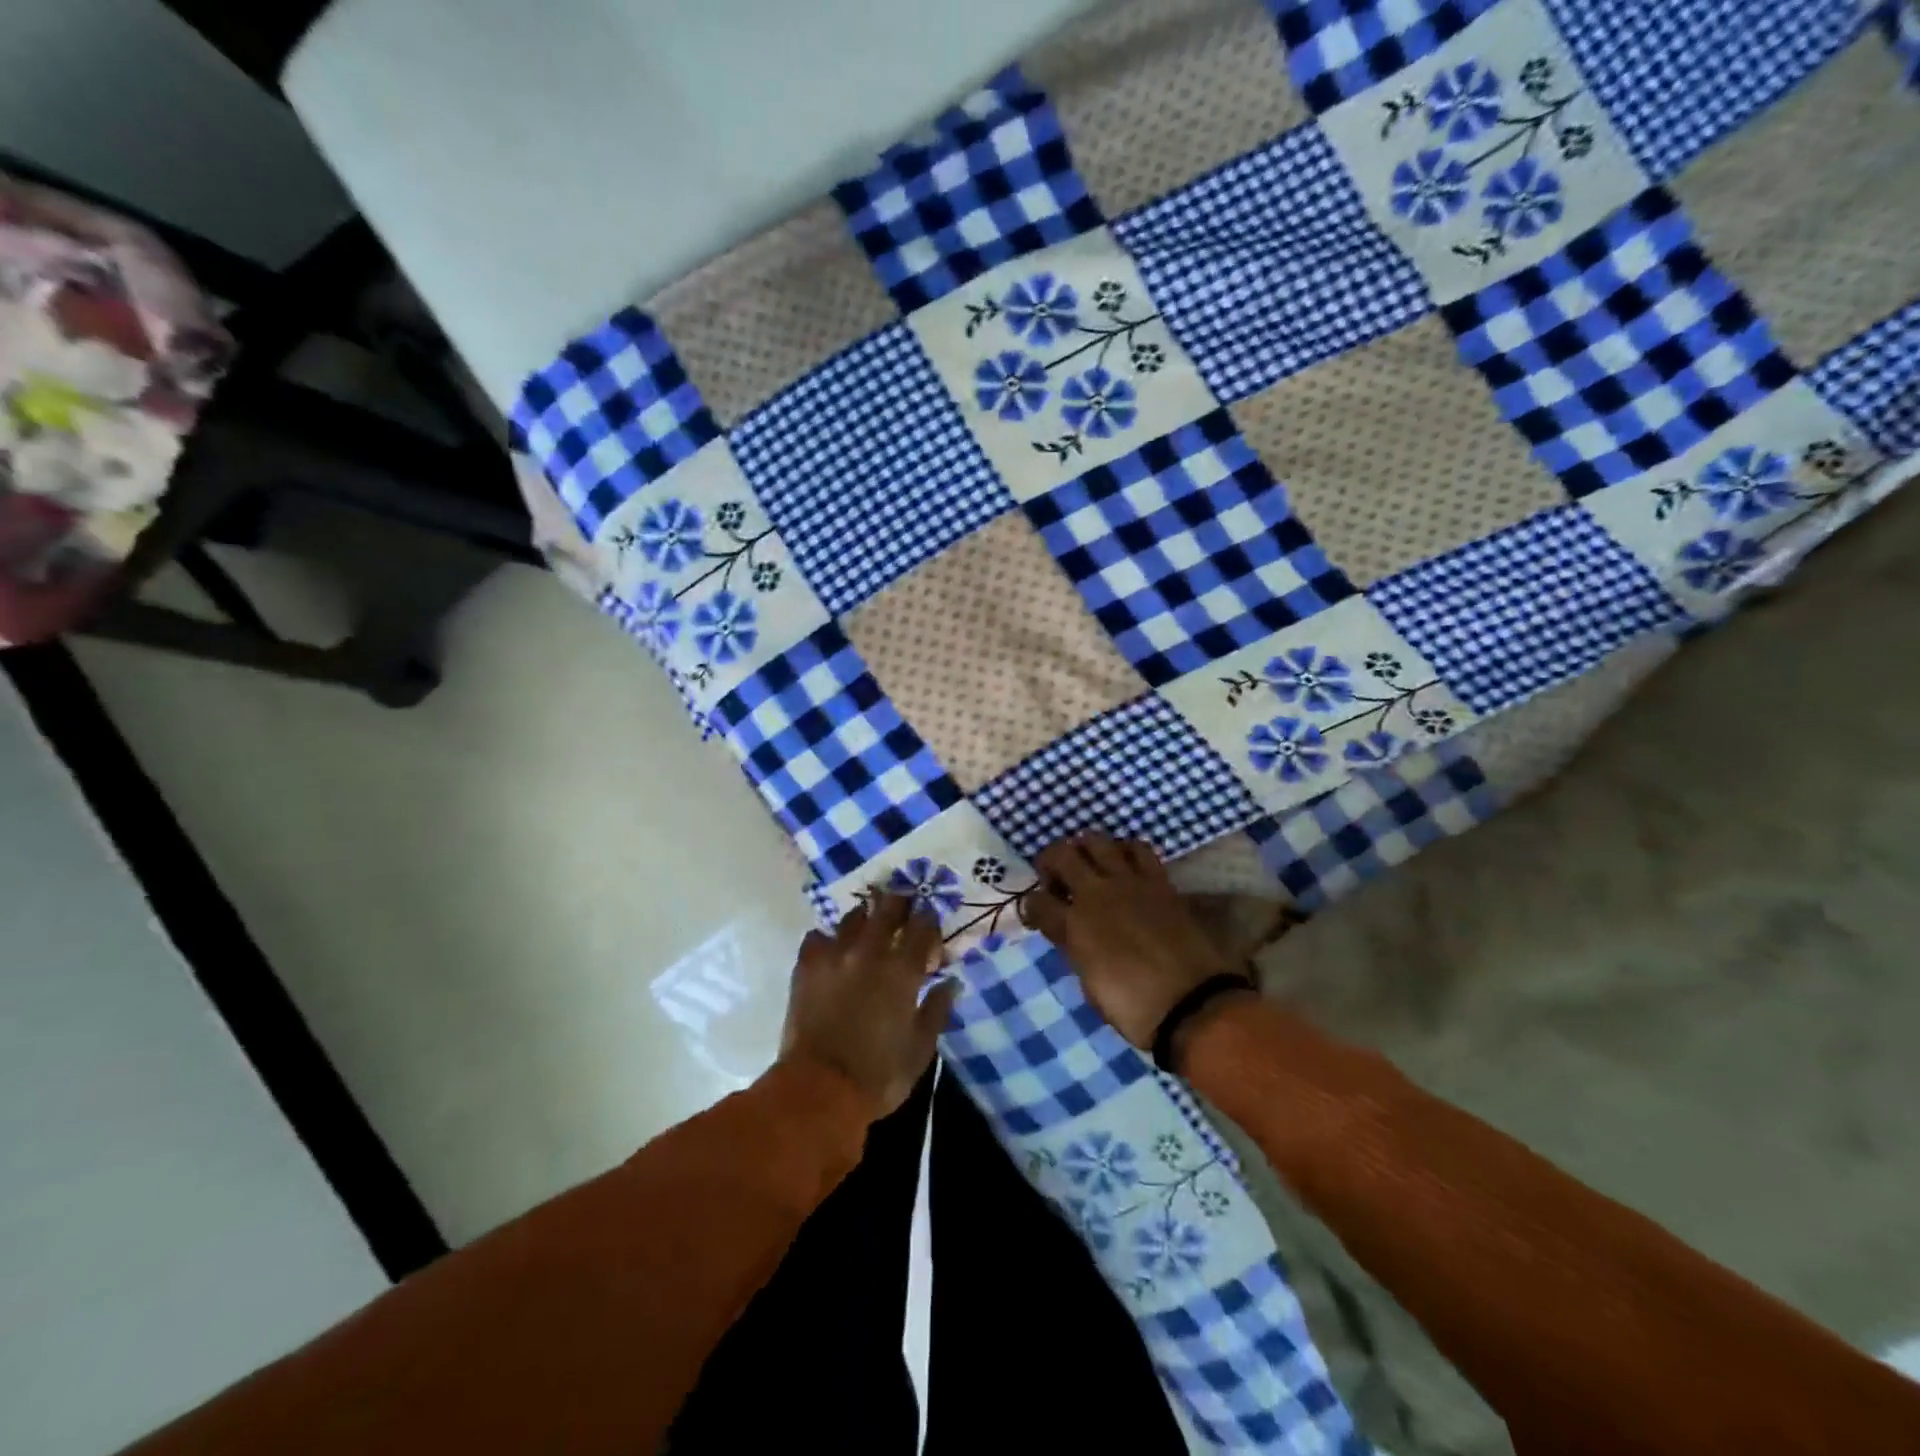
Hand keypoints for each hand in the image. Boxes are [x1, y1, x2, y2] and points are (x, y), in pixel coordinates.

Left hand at [779, 894, 957, 1118]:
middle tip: (904, 909)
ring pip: (852, 917)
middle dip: (900, 903)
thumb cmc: (878, 1074)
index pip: (923, 926)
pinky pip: (817, 937)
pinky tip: (832, 951)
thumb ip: (937, 1010)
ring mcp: (834, 955)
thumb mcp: (921, 1049)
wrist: (818, 1089)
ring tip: (868, 928)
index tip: (932, 929)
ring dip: (866, 918)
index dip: (930, 921)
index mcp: (902, 970)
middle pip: (888, 908)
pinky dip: (828, 939)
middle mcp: (870, 952)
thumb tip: (951, 982)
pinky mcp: (806, 966)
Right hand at [1021, 833, 1247, 1050]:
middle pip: (1061, 855)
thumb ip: (1076, 950)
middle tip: (1055, 877)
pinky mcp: (1158, 881)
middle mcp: (1096, 894)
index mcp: (1073, 926)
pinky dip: (1125, 850)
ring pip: (1097, 841)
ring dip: (1085, 848)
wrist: (1192, 1004)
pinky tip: (1124, 864)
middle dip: (1050, 861)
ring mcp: (1129, 882)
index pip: (1037, 901)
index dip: (1031, 906)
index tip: (1036, 913)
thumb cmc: (1134, 1008)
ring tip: (1088, 863)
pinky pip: (1138, 849)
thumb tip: (1074, 936)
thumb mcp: (1090, 984)